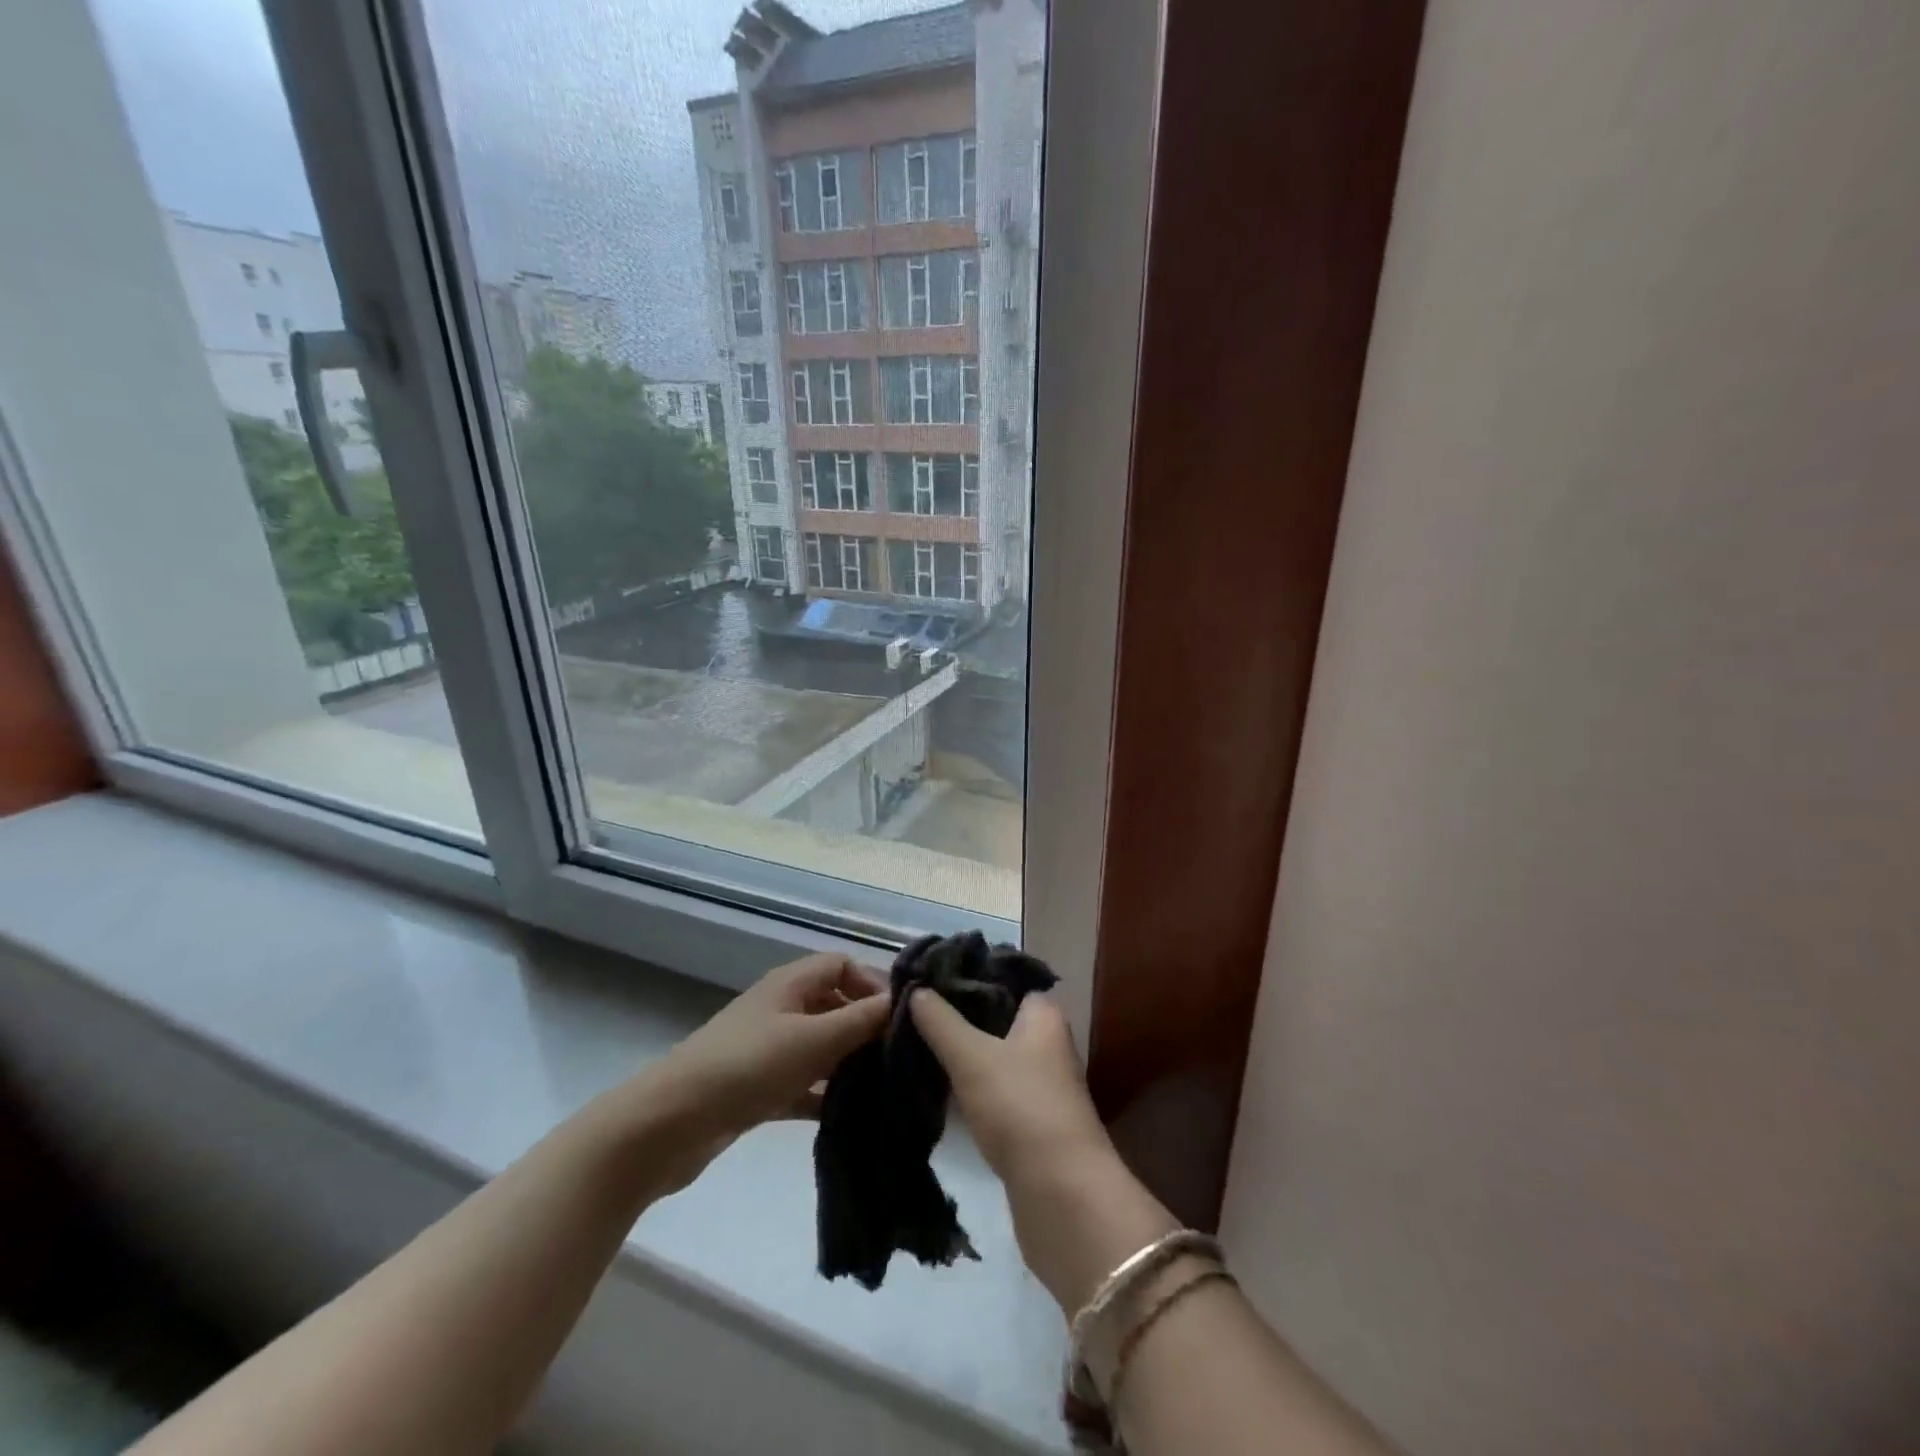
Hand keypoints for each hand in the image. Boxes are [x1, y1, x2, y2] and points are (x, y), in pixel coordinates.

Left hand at [634, 953, 888, 1193]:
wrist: (670, 1124)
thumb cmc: (748, 1066)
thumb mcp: (813, 1039)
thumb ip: (861, 1020)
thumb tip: (903, 1000)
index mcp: (791, 984)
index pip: (841, 965)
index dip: (871, 984)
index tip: (899, 1018)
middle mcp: (780, 1008)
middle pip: (833, 1004)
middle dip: (865, 1026)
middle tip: (898, 1058)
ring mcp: (767, 1049)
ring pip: (820, 1046)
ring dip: (848, 1063)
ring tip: (884, 1089)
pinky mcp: (758, 1088)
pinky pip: (803, 1083)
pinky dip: (824, 1095)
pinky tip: (850, 1117)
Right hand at [908, 991, 1109, 1192]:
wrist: (1060, 1193)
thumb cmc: (1019, 1106)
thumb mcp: (971, 1056)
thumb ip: (941, 1021)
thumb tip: (916, 989)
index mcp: (1043, 1013)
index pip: (1001, 977)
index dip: (965, 974)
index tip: (925, 977)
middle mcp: (1047, 1040)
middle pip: (995, 1014)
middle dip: (957, 1013)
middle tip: (912, 1010)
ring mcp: (1041, 1080)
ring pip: (993, 1051)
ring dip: (961, 1049)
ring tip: (916, 1040)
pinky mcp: (1030, 1116)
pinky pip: (994, 1084)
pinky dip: (970, 1080)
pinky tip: (938, 1081)